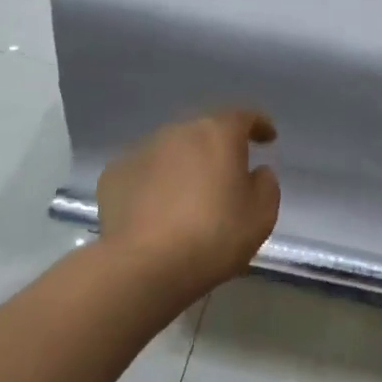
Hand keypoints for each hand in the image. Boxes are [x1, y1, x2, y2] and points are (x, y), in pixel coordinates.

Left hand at [97, 110, 280, 297]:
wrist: (144, 265)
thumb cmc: (214, 236)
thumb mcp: (261, 215)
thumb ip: (266, 185)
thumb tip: (256, 172)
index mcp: (218, 134)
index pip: (243, 116)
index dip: (259, 124)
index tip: (268, 138)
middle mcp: (177, 132)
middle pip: (203, 131)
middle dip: (217, 147)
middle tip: (227, 173)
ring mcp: (140, 151)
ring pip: (171, 150)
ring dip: (184, 165)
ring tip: (190, 196)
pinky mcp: (114, 175)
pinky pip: (144, 172)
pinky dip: (155, 183)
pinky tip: (157, 210)